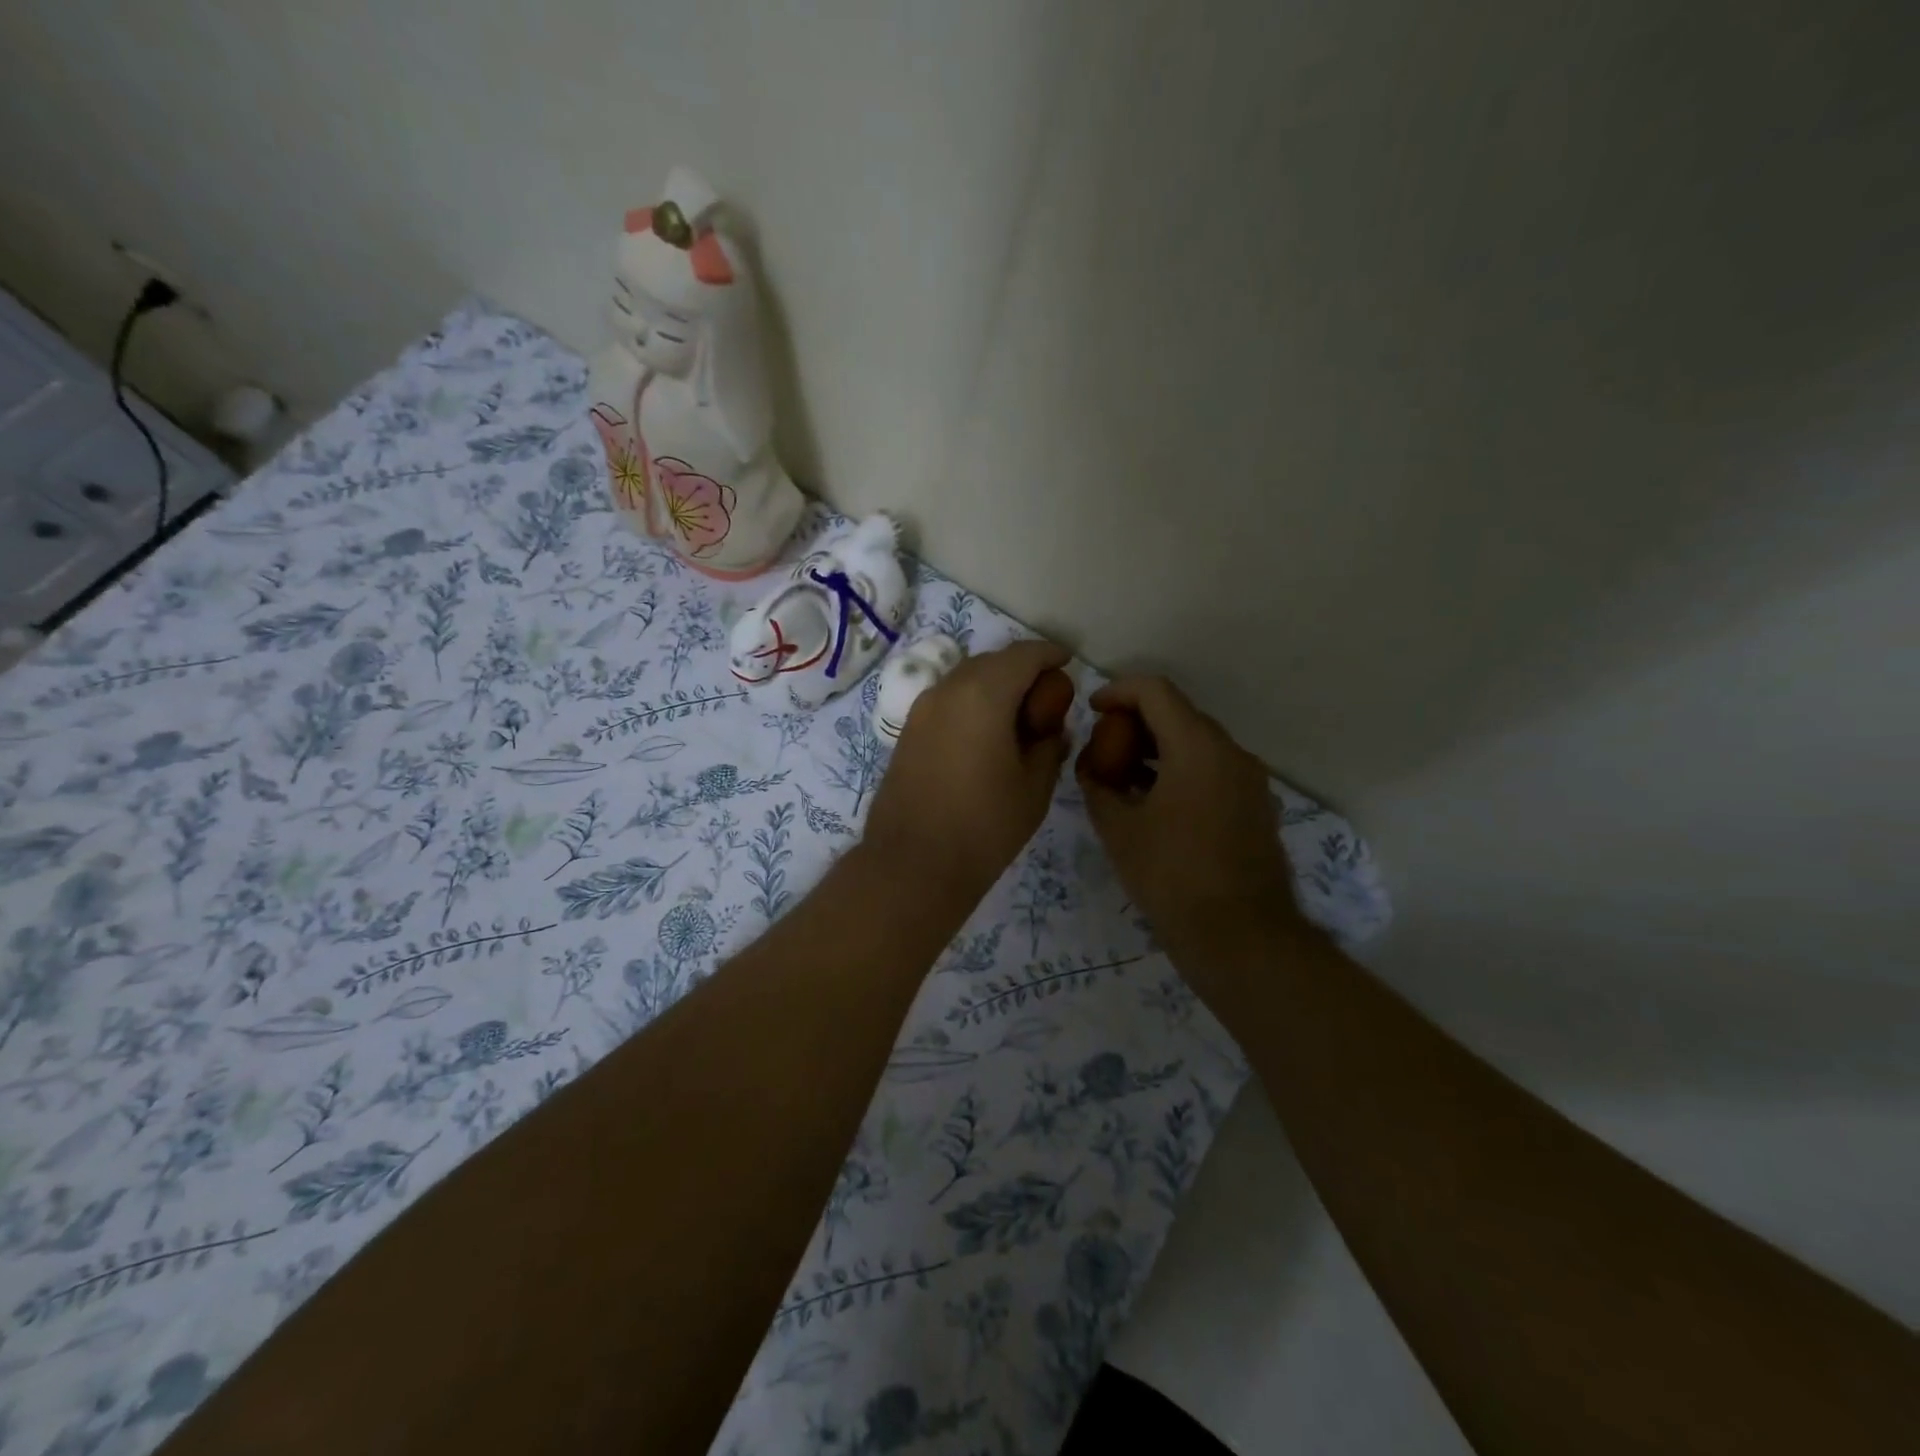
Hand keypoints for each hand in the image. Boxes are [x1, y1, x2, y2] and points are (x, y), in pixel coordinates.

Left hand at [863, 640, 1073, 899]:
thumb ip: (1049, 747)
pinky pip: (947, 701)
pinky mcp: (908, 732)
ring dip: (994, 685)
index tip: (1067, 662)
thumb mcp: (1034, 787)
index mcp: (984, 694)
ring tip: (1017, 716)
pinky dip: (971, 702)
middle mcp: (948, 690)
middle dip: (1021, 669)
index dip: (1049, 654)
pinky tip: (985, 734)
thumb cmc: (984, 826)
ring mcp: (921, 709)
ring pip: (965, 679)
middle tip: (1046, 696)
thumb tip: (1051, 730)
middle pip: (991, 661)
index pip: (1024, 655)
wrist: (913, 864)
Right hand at [1077, 677, 1298, 974]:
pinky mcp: (1257, 807)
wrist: (1240, 936)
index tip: (1092, 711)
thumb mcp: (1118, 829)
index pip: (1156, 691)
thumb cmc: (1171, 875)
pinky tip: (1156, 803)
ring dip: (1159, 749)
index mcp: (1198, 747)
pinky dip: (1181, 772)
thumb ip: (1097, 786)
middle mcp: (1232, 753)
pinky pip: (1214, 771)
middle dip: (1136, 722)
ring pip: (1198, 744)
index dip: (1118, 692)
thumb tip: (1091, 768)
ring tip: (1123, 777)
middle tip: (1104, 748)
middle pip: (1179, 714)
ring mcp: (1250, 781)